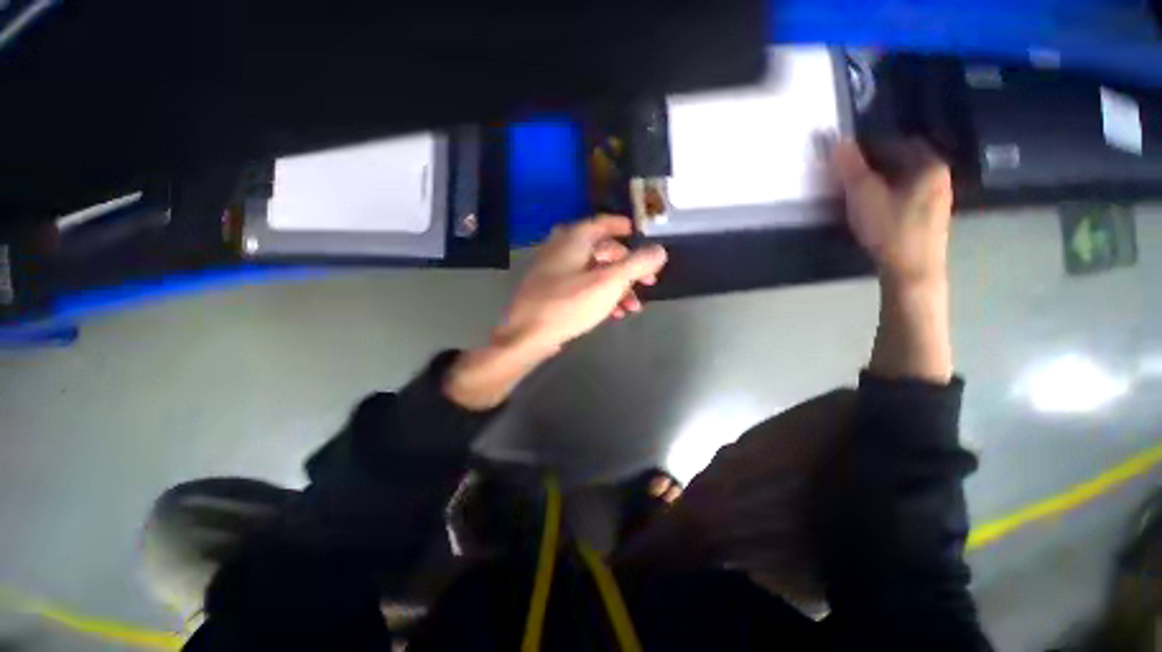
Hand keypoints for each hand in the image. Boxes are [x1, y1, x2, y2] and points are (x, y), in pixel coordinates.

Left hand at [445, 215, 666, 409]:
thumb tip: (659, 251)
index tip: (639, 232)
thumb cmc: (569, 304)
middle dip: (628, 267)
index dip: (623, 226)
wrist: (527, 335)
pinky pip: (582, 286)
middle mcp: (562, 249)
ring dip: (617, 286)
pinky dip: (600, 295)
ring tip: (633, 306)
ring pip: (594, 272)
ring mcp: (554, 271)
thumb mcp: (609, 282)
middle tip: (647, 280)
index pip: (603, 223)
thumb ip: (637, 264)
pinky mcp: (551, 291)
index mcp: (574, 239)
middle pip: (603, 251)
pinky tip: (613, 313)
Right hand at [833, 139, 952, 288]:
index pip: (896, 142)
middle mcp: (940, 176)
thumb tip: (836, 138)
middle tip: (851, 178)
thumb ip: (850, 166)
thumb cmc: (889, 229)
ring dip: (884, 181)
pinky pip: (911, 195)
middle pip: (904, 159)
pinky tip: (878, 211)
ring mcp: (939, 198)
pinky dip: (892, 195)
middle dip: (876, 164)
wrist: (912, 271)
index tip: (846, 160)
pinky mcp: (933, 217)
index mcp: (928, 164)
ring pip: (907, 179)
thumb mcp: (863, 195)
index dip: (868, 148)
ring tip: (861, 195)